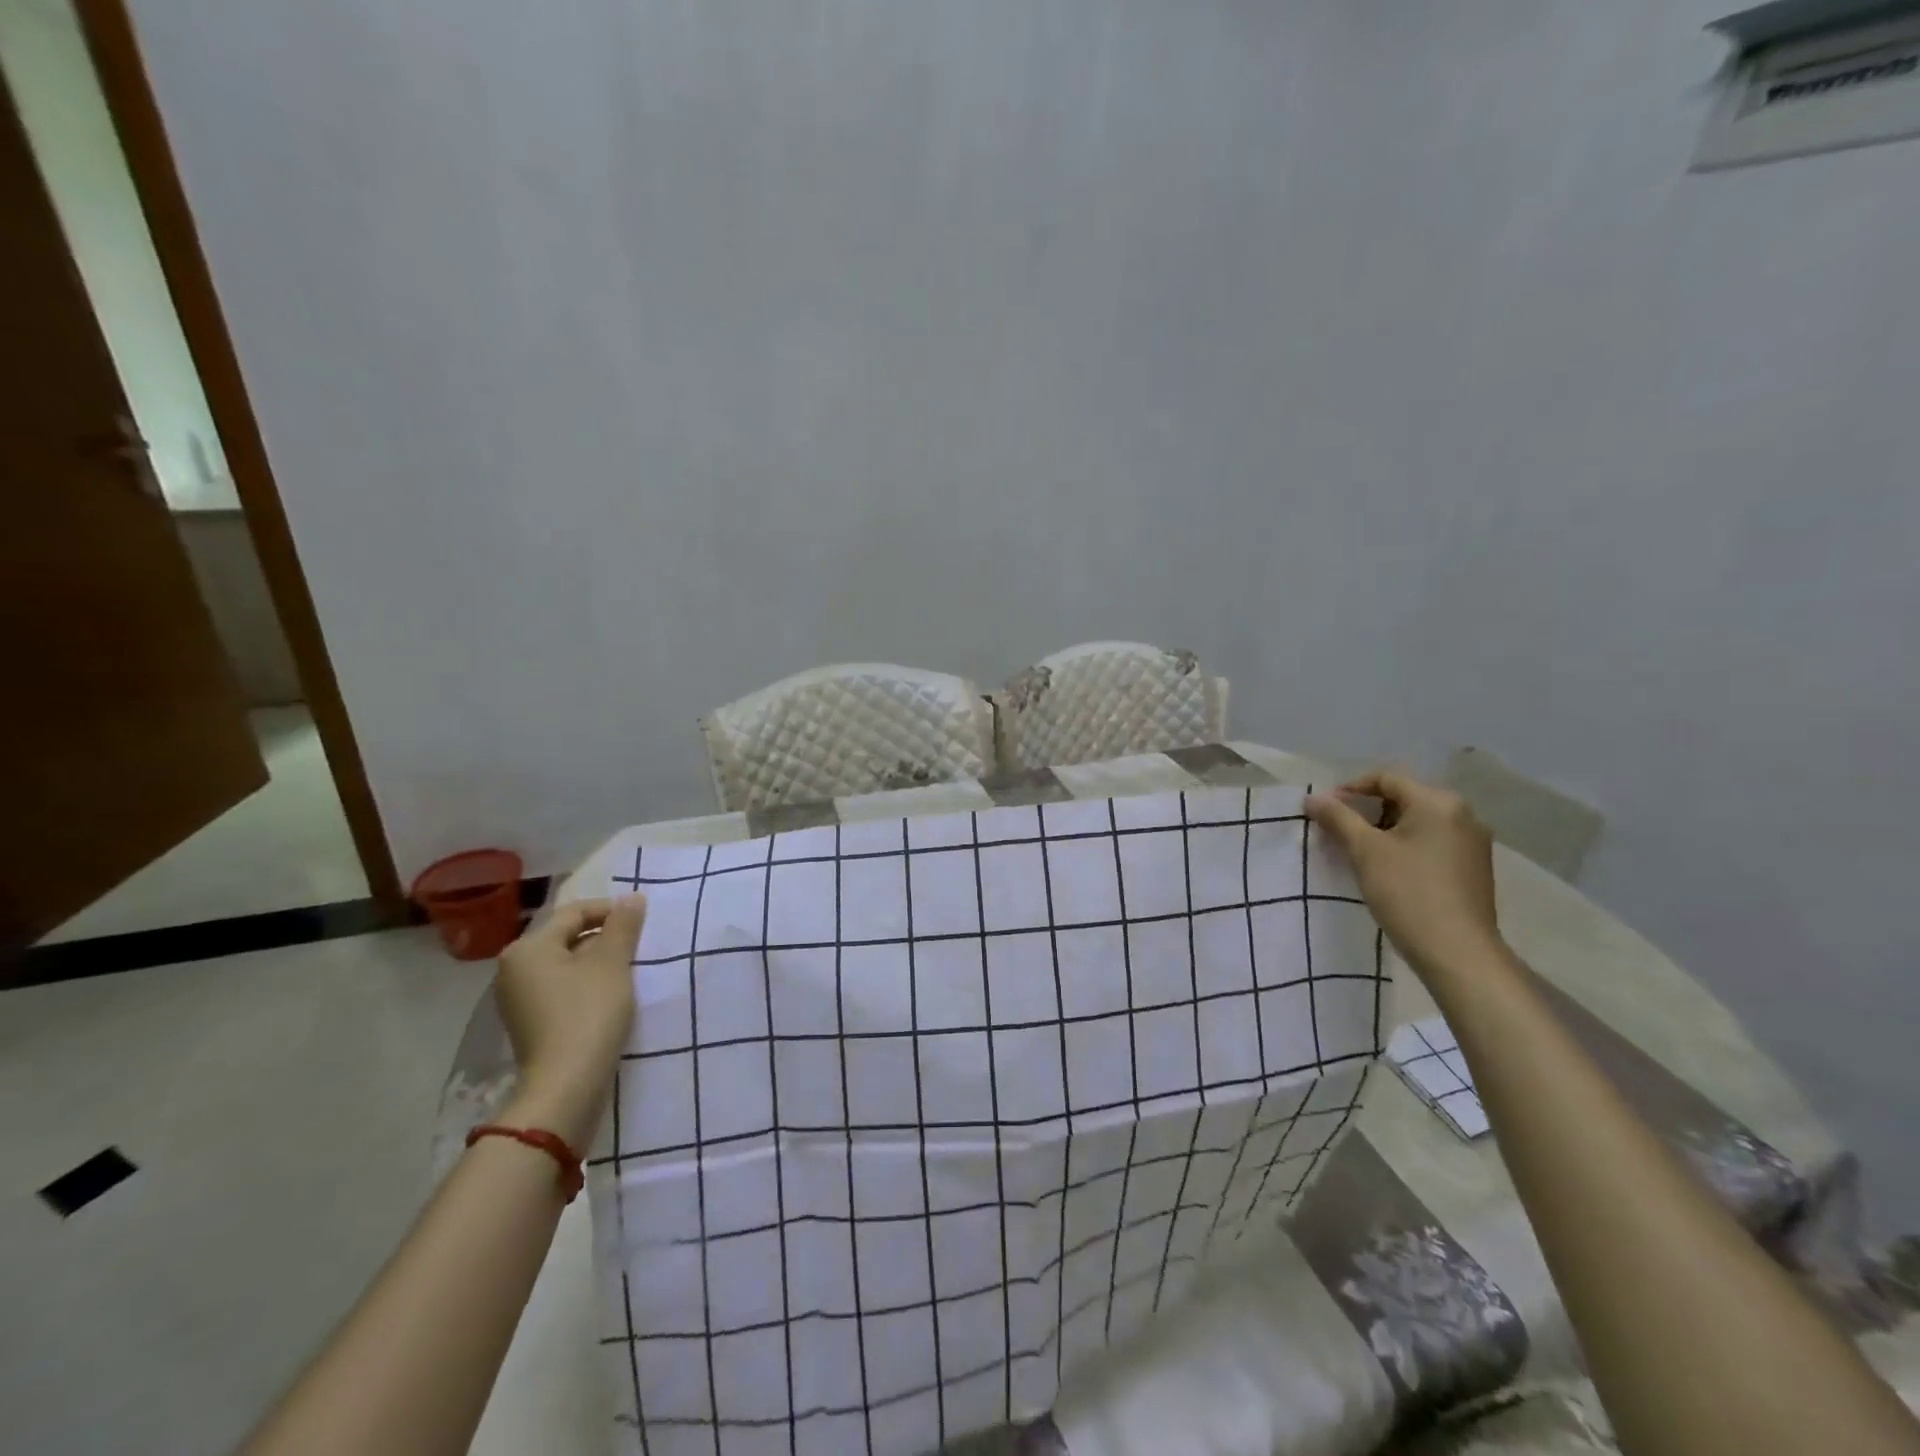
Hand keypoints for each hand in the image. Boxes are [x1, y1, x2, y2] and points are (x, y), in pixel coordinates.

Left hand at [494, 895, 646, 1148]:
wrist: (566, 1084)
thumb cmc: (589, 1012)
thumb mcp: (612, 962)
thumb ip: (623, 925)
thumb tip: (632, 898)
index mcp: (528, 948)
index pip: (574, 913)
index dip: (611, 910)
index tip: (642, 919)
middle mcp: (513, 969)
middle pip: (567, 937)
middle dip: (604, 937)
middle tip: (638, 945)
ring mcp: (517, 998)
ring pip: (565, 964)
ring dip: (596, 962)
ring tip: (628, 969)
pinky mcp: (529, 1022)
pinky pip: (560, 988)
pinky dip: (585, 984)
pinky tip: (609, 994)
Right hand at [1305, 770, 1504, 983]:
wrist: (1458, 953)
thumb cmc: (1408, 893)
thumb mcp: (1365, 851)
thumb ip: (1338, 818)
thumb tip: (1313, 798)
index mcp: (1438, 802)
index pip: (1386, 779)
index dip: (1350, 789)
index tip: (1325, 810)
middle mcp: (1463, 814)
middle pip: (1404, 798)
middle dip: (1367, 811)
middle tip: (1338, 831)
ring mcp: (1473, 842)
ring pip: (1418, 822)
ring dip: (1384, 830)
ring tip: (1358, 852)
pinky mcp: (1474, 867)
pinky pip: (1432, 842)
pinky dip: (1406, 846)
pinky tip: (1388, 869)